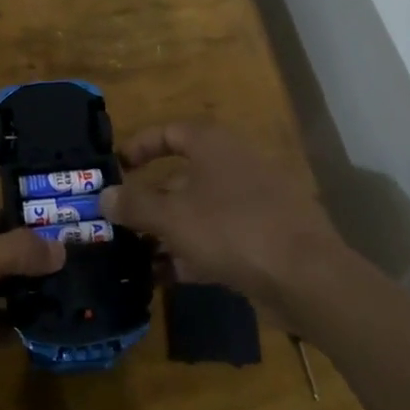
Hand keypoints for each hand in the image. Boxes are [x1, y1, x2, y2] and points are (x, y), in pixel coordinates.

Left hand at [0, 88, 64, 409]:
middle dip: (39, 200)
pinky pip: (25, 304)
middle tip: (85, 188)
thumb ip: (16, 250)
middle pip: (6, 211)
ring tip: (95, 240)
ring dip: (50, 254)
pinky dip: (48, 301)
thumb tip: (62, 249)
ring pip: (21, 259)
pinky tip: (82, 293)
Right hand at [100, 122, 346, 326]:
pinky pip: (218, 237)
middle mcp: (233, 164)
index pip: (169, 132)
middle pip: (181, 175)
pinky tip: (166, 277)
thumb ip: (134, 204)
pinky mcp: (263, 237)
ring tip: (134, 256)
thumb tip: (104, 195)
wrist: (306, 275)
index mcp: (213, 145)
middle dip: (149, 200)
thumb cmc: (231, 229)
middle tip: (118, 222)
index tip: (116, 169)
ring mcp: (252, 201)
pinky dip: (192, 252)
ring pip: (198, 210)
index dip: (139, 147)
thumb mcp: (172, 217)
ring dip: (167, 231)